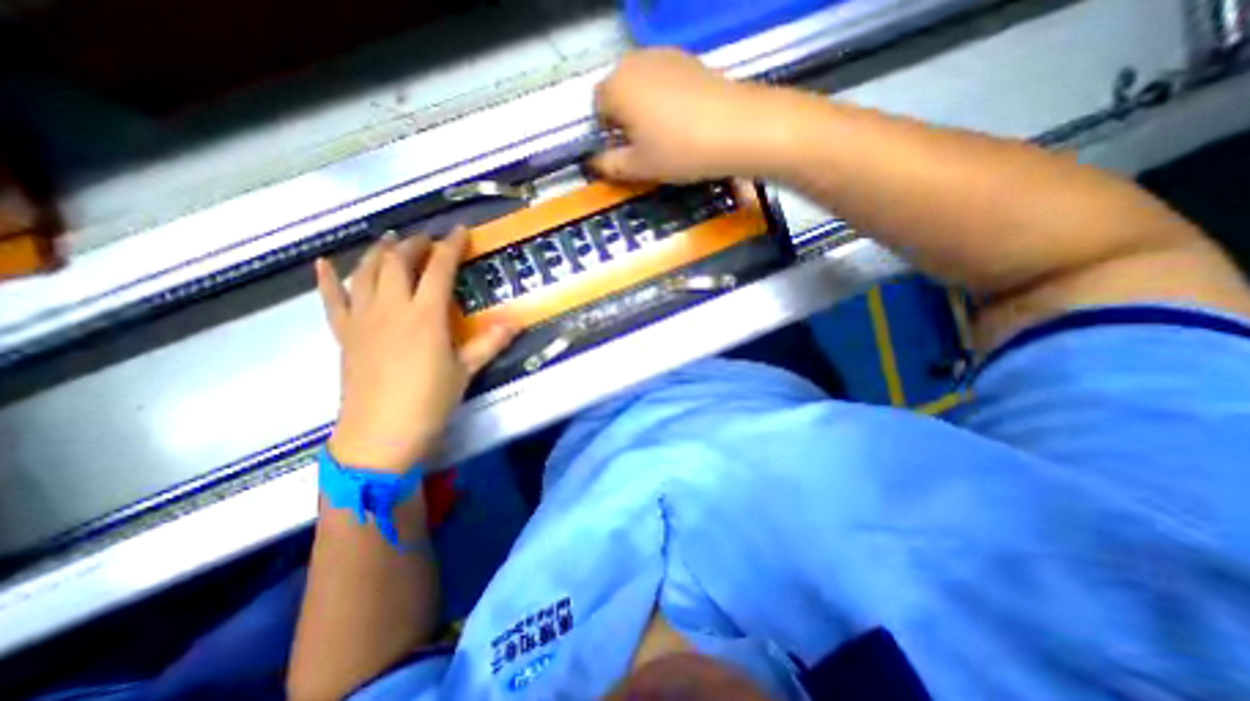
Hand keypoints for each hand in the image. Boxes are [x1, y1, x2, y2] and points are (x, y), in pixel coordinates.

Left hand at [322, 226, 522, 470]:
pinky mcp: (345, 335)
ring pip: (366, 272)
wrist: (380, 435)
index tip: (460, 231)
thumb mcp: (466, 371)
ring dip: (379, 252)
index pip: (439, 269)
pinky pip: (332, 300)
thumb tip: (516, 322)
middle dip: (415, 244)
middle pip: (398, 262)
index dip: (451, 246)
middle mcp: (391, 309)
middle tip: (429, 240)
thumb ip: (489, 342)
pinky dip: (327, 280)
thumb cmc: (429, 402)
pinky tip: (324, 264)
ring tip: (391, 242)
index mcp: (425, 316)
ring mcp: (363, 320)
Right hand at [590, 49, 778, 183]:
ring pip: (642, 86)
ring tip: (666, 135)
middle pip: (618, 92)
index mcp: (616, 87)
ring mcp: (663, 56)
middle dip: (624, 119)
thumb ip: (609, 165)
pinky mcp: (689, 60)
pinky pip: (664, 81)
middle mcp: (634, 62)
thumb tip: (594, 163)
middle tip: (644, 147)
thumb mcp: (639, 167)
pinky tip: (684, 121)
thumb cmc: (678, 150)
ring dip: (645, 109)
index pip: (597, 108)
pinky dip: (666, 100)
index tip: (624, 153)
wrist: (736, 129)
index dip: (606, 133)